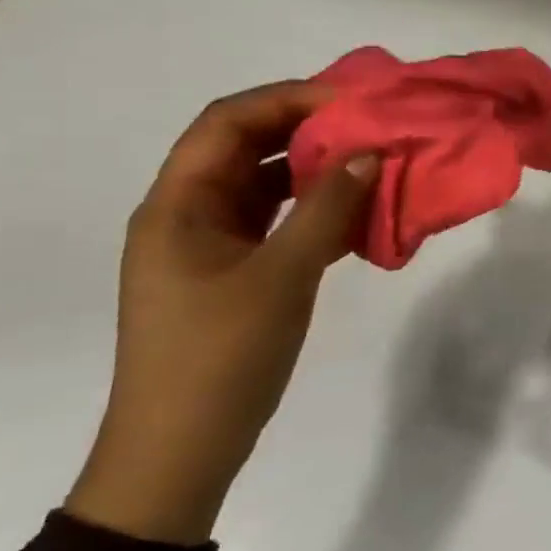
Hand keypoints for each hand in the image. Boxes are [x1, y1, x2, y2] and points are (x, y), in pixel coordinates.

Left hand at [66, 82, 379, 544]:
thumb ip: (327, 209)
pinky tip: (358, 215)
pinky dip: (315, 212)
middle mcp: (188, 214)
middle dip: (308, 131)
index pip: (227, 123)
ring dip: (315, 172)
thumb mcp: (282, 276)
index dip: (287, 99)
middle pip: (246, 148)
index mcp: (178, 204)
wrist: (180, 451)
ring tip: (372, 164)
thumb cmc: (221, 356)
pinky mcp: (233, 274)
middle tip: (370, 127)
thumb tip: (368, 153)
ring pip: (265, 187)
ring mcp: (210, 246)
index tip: (350, 100)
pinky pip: (277, 224)